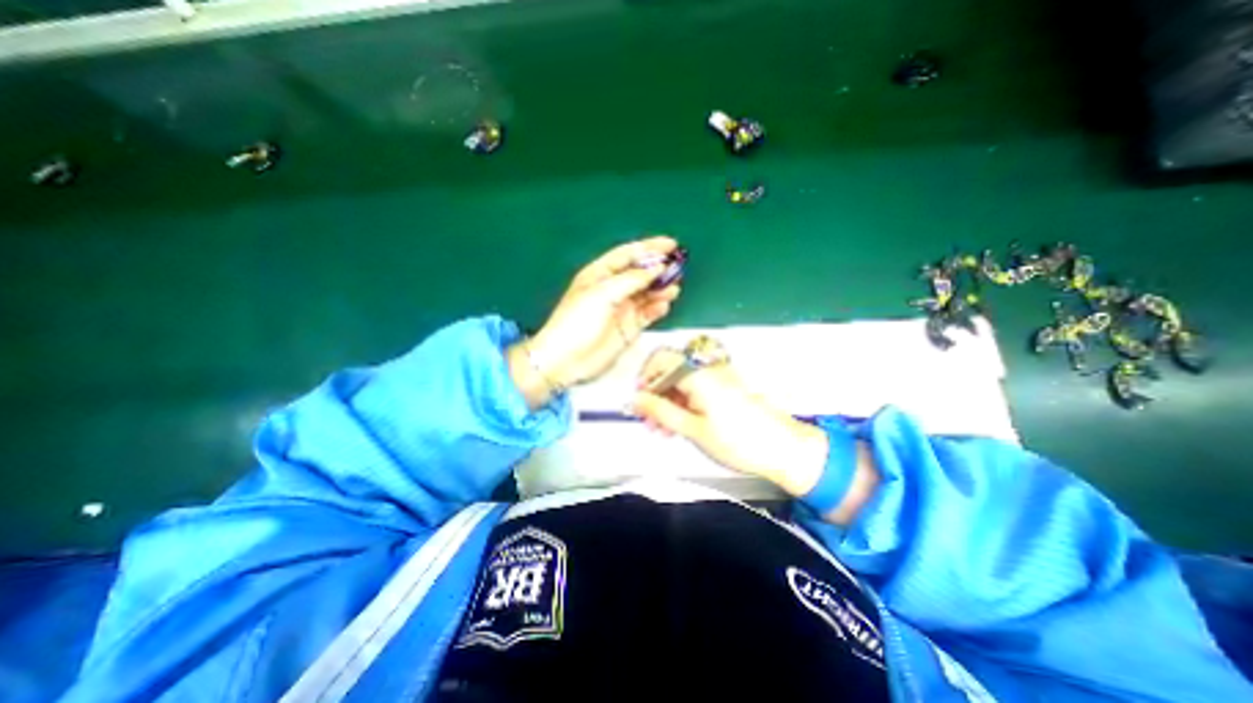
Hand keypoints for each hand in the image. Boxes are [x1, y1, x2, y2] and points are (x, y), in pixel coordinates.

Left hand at [528, 237, 683, 389]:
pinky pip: (648, 313)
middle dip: (659, 269)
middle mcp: (613, 288)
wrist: (567, 359)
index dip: (649, 248)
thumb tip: (657, 268)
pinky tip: (665, 305)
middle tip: (678, 268)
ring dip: (661, 289)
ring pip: (648, 293)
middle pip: (641, 273)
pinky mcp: (630, 327)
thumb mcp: (602, 293)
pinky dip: (658, 308)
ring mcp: (622, 308)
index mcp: (600, 274)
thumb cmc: (579, 321)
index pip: (628, 254)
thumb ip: (632, 279)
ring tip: (674, 288)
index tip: (672, 245)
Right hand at [627, 349, 829, 495]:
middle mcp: (707, 369)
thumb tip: (635, 399)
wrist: (782, 449)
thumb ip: (660, 411)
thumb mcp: (693, 429)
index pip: (661, 359)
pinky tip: (678, 425)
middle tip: (648, 420)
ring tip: (661, 429)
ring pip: (681, 382)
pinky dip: (683, 403)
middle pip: (670, 371)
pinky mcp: (724, 388)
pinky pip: (695, 389)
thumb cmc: (739, 441)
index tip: (638, 399)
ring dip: (667, 401)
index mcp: (698, 374)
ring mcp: (717, 378)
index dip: (645, 377)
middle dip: (655, 393)